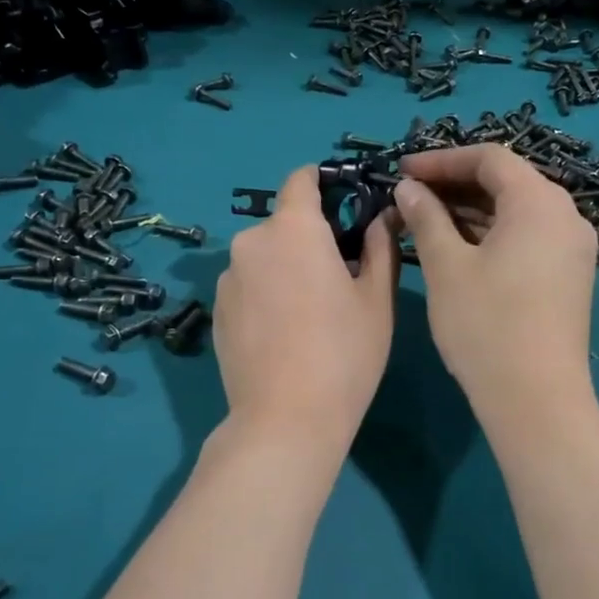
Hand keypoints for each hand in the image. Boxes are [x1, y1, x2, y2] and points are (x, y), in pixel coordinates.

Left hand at [213, 165, 399, 449]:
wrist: (285, 419)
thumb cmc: (344, 352)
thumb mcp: (376, 298)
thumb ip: (379, 246)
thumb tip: (383, 216)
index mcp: (293, 228)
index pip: (301, 180)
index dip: (323, 183)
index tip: (344, 203)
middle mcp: (251, 242)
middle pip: (283, 223)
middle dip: (309, 237)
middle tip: (338, 274)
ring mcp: (227, 278)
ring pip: (263, 257)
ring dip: (284, 267)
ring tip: (309, 311)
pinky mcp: (216, 311)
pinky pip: (247, 285)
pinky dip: (265, 293)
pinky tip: (283, 333)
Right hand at [393, 145, 598, 429]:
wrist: (536, 399)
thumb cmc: (485, 324)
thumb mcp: (446, 266)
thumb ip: (426, 217)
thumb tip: (408, 187)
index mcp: (539, 202)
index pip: (489, 158)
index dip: (441, 159)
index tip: (401, 170)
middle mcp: (565, 215)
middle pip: (506, 181)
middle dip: (454, 183)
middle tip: (409, 194)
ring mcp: (571, 248)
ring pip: (515, 211)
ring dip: (470, 210)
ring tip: (423, 219)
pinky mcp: (568, 275)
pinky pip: (526, 236)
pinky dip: (490, 233)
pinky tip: (456, 246)